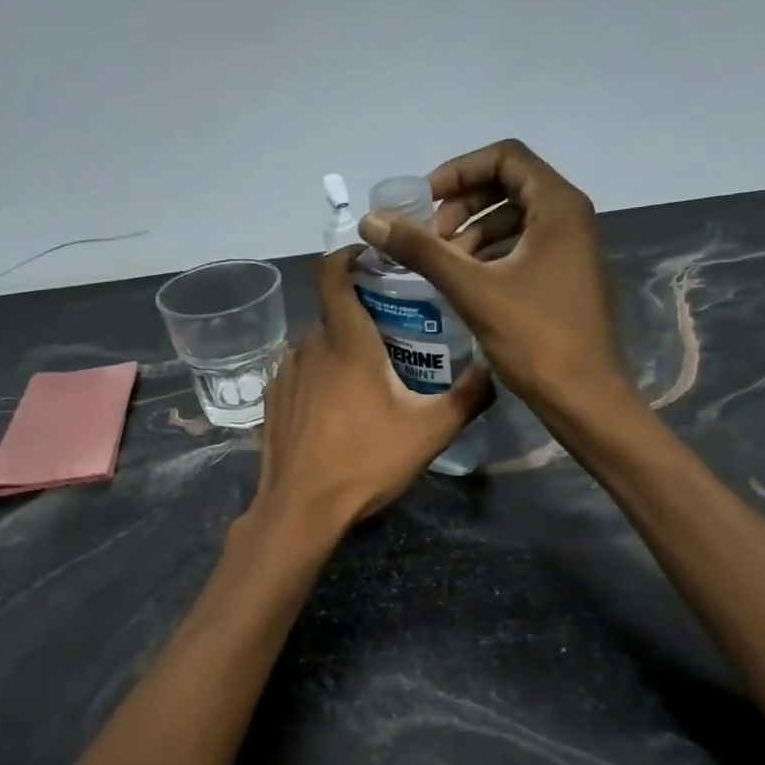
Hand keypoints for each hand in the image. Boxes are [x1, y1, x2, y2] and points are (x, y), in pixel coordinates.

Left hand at [250, 248, 493, 532]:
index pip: (332, 274)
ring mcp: (285, 374)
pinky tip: (335, 409)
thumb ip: (468, 397)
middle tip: (392, 336)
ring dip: (338, 350)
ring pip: (315, 346)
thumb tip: (492, 369)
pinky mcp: (271, 401)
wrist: (301, 508)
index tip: (368, 258)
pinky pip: (299, 374)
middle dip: (360, 316)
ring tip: (365, 378)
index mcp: (347, 342)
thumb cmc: (366, 461)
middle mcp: (309, 347)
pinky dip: (317, 377)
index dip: (347, 256)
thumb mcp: (429, 432)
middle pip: (332, 314)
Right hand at [357, 140, 626, 414]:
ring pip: (515, 219)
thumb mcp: (473, 290)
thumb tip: (371, 221)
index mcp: (558, 207)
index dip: (459, 171)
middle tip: (431, 238)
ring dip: (474, 232)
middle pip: (510, 185)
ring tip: (443, 263)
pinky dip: (491, 255)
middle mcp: (571, 218)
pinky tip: (465, 283)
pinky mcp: (567, 277)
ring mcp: (572, 249)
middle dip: (463, 204)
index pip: (505, 157)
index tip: (425, 201)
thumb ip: (422, 251)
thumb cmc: (535, 338)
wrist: (584, 398)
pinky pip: (524, 247)